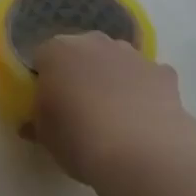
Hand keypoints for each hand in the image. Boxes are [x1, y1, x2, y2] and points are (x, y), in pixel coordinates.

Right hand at [31, 32, 191, 186]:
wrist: (144, 154)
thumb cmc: (81, 141)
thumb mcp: (46, 138)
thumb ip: (38, 122)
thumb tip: (33, 121)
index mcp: (57, 51)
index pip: (43, 58)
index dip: (46, 81)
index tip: (51, 106)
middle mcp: (93, 42)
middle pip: (81, 53)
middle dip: (81, 74)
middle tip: (82, 110)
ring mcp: (131, 54)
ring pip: (116, 60)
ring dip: (113, 78)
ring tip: (117, 117)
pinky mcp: (162, 72)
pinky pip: (147, 77)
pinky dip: (145, 90)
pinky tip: (146, 119)